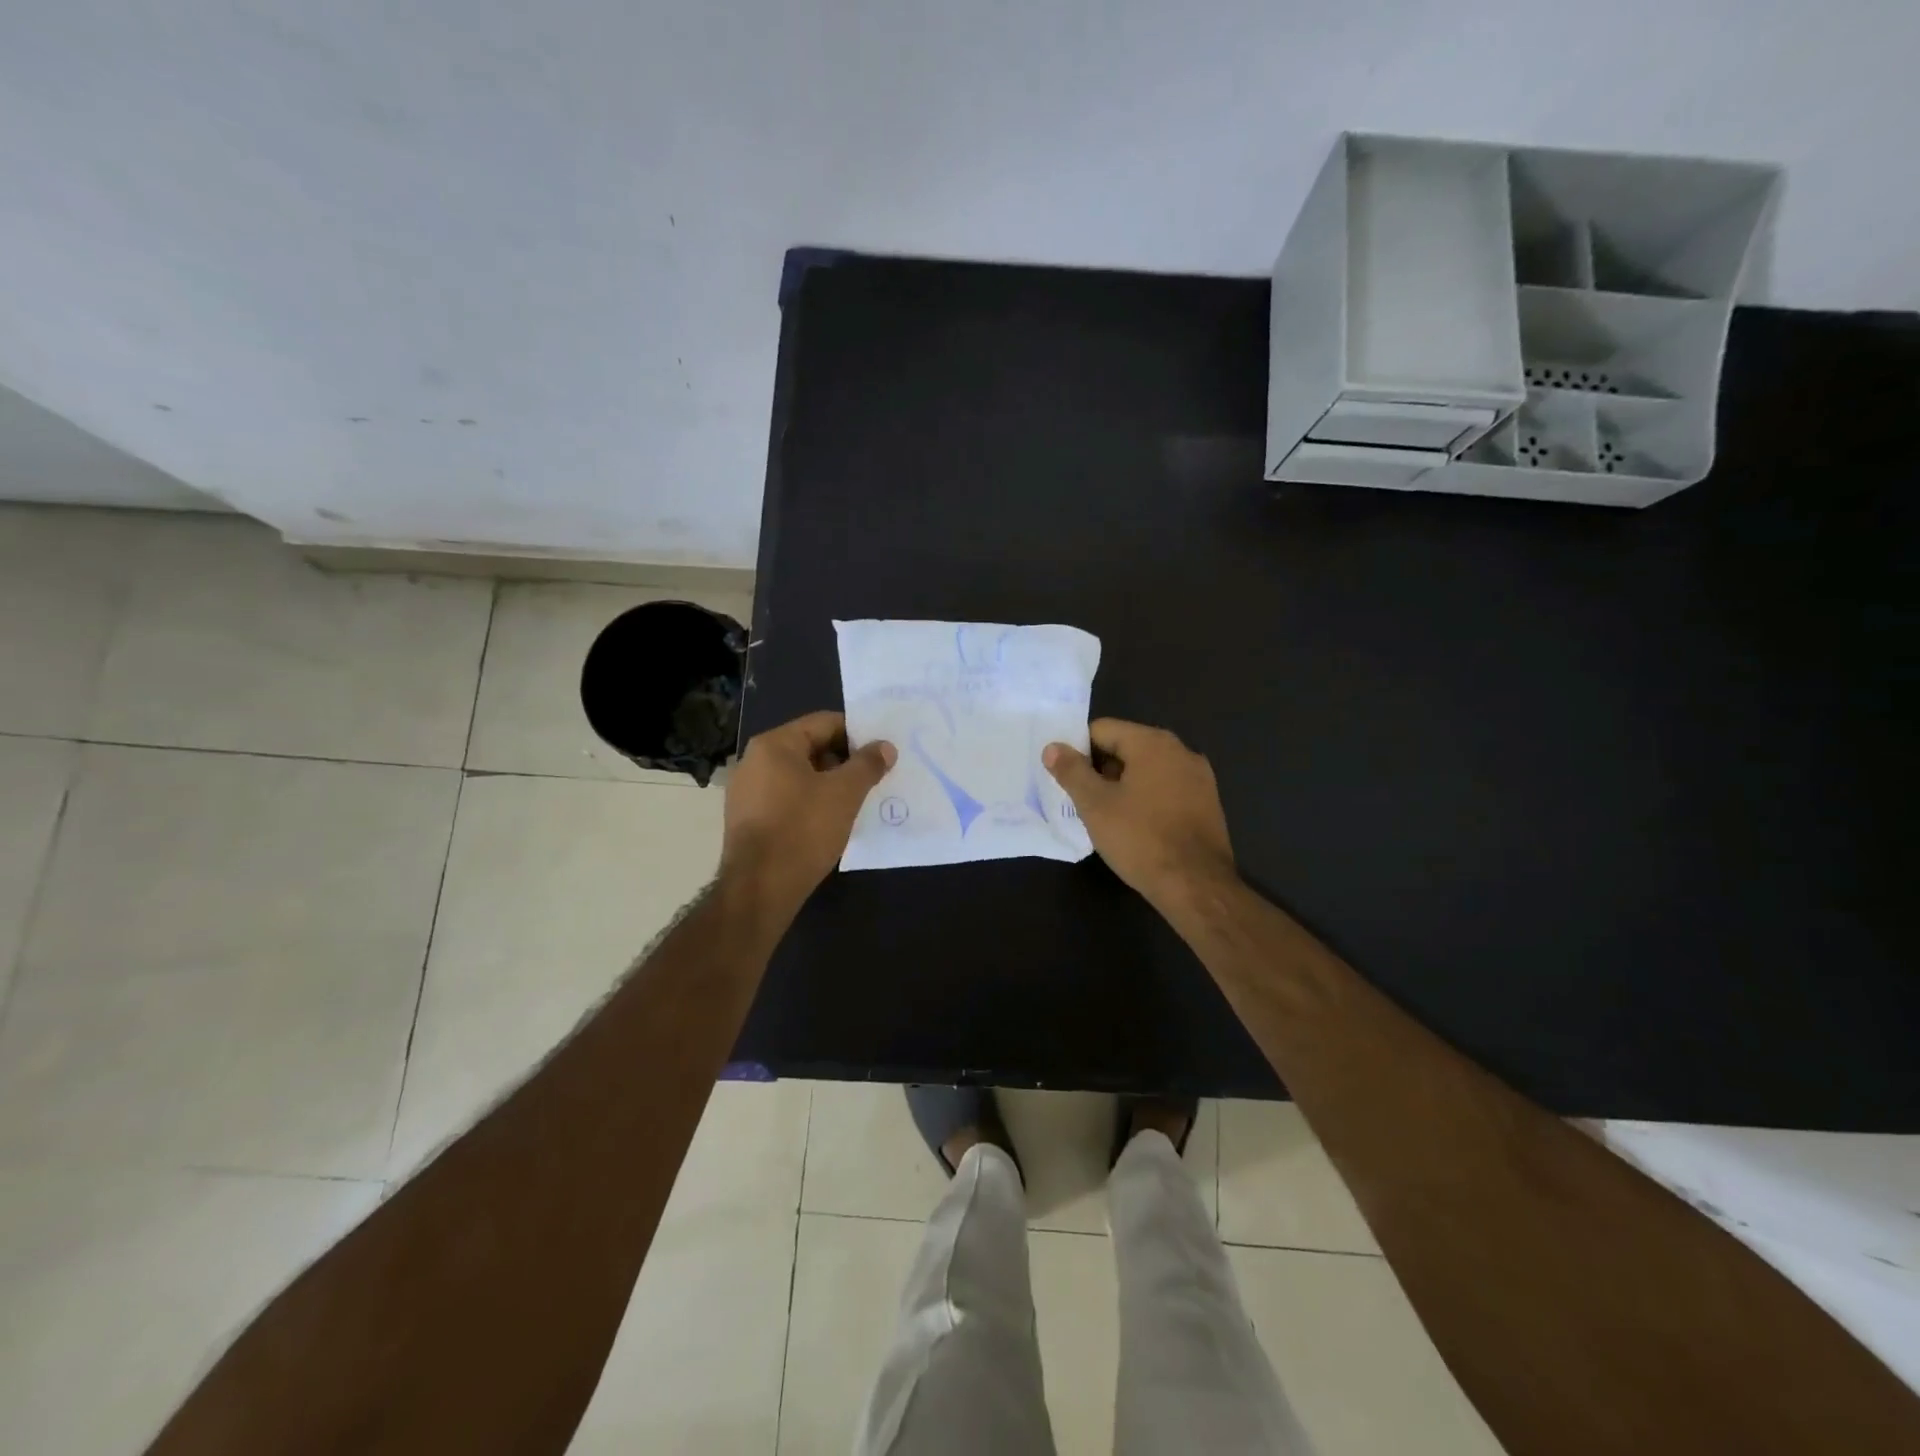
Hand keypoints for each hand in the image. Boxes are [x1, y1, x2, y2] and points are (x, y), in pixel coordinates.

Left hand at [721, 711, 895, 911]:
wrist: (760, 888)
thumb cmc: (803, 830)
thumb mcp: (845, 793)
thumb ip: (868, 765)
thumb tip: (885, 746)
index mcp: (774, 745)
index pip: (824, 723)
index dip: (857, 735)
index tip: (880, 754)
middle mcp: (754, 761)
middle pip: (810, 748)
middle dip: (844, 762)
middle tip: (873, 779)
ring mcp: (747, 792)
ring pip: (799, 776)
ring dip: (828, 785)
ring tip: (856, 802)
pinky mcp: (747, 820)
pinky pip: (786, 799)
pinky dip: (810, 804)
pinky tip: (829, 823)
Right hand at [1043, 719, 1235, 909]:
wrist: (1196, 885)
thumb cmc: (1139, 838)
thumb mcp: (1094, 804)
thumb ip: (1071, 771)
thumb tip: (1053, 747)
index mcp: (1152, 743)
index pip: (1102, 729)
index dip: (1078, 751)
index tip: (1066, 778)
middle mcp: (1181, 750)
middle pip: (1127, 747)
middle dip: (1101, 769)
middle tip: (1082, 799)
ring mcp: (1199, 778)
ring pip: (1148, 770)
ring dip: (1124, 785)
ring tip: (1106, 815)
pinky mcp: (1208, 803)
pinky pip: (1167, 789)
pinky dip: (1147, 799)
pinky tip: (1136, 826)